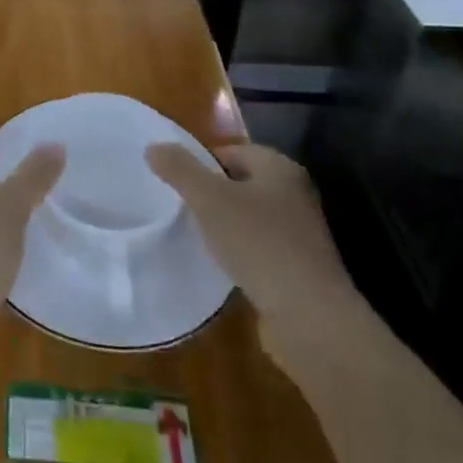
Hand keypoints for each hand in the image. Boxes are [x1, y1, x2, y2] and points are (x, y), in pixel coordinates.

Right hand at [145, 142, 363, 341]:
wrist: (309, 316)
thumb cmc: (259, 243)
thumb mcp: (209, 199)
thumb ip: (179, 169)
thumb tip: (153, 147)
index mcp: (280, 168)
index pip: (232, 151)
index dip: (201, 163)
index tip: (176, 184)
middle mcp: (295, 194)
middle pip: (240, 183)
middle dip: (211, 194)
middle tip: (181, 208)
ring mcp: (300, 232)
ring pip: (249, 216)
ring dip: (224, 224)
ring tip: (197, 237)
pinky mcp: (298, 266)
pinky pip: (259, 247)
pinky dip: (239, 251)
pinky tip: (222, 265)